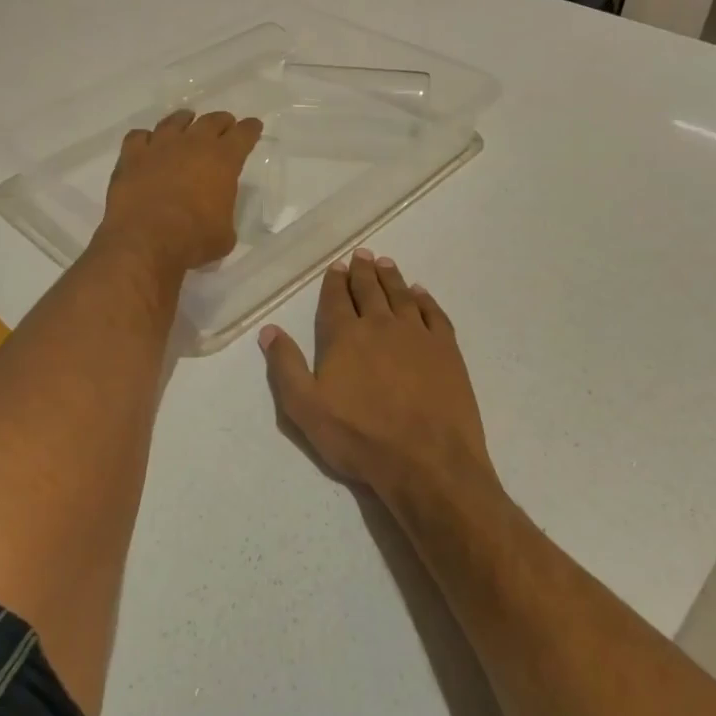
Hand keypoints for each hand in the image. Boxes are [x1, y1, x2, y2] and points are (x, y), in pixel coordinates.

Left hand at [97, 109, 263, 275]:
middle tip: (224, 125)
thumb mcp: (224, 235)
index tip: (253, 126)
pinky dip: (145, 139)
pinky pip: (139, 136)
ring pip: (175, 121)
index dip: (250, 129)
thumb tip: (216, 215)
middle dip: (221, 122)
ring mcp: (160, 146)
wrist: (144, 241)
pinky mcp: (131, 155)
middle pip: (211, 121)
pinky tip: (147, 145)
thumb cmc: (193, 240)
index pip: (243, 135)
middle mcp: (193, 144)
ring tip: (186, 122)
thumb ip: (223, 215)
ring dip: (184, 120)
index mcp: (223, 161)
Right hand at [259, 249, 495, 501]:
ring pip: (401, 295)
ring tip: (385, 263)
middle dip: (362, 270)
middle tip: (361, 254)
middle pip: (369, 289)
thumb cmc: (360, 437)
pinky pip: (434, 313)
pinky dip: (425, 299)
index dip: (334, 281)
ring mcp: (417, 334)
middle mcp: (381, 324)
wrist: (428, 461)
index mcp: (345, 336)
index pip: (336, 299)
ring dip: (391, 277)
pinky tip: (420, 293)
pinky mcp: (446, 350)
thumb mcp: (305, 409)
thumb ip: (285, 366)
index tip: (336, 266)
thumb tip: (269, 330)